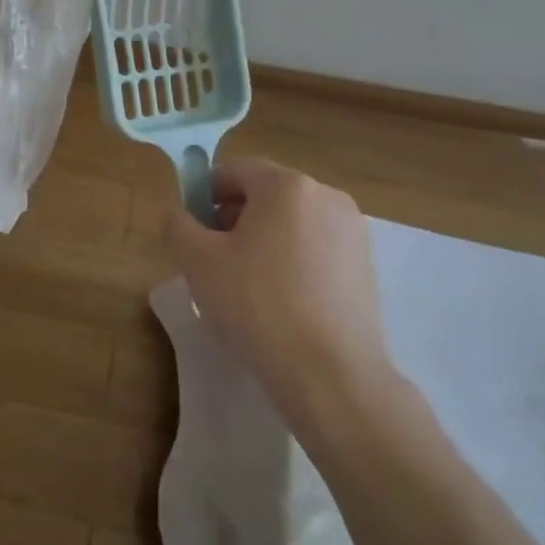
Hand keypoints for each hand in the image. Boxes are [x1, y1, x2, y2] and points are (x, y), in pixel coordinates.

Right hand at [166, 158, 400, 427]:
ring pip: (292, 221)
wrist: (330, 374)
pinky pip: (316, 247)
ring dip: (263, 239)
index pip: (236, 170)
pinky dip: (292, 260)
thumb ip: (178, 225)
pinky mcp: (366, 265)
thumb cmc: (256, 305)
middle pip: (267, 193)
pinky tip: (279, 300)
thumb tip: (181, 215)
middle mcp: (327, 196)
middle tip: (213, 257)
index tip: (192, 227)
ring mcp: (353, 231)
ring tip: (245, 283)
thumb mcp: (197, 261)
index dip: (206, 192)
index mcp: (287, 186)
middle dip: (235, 216)